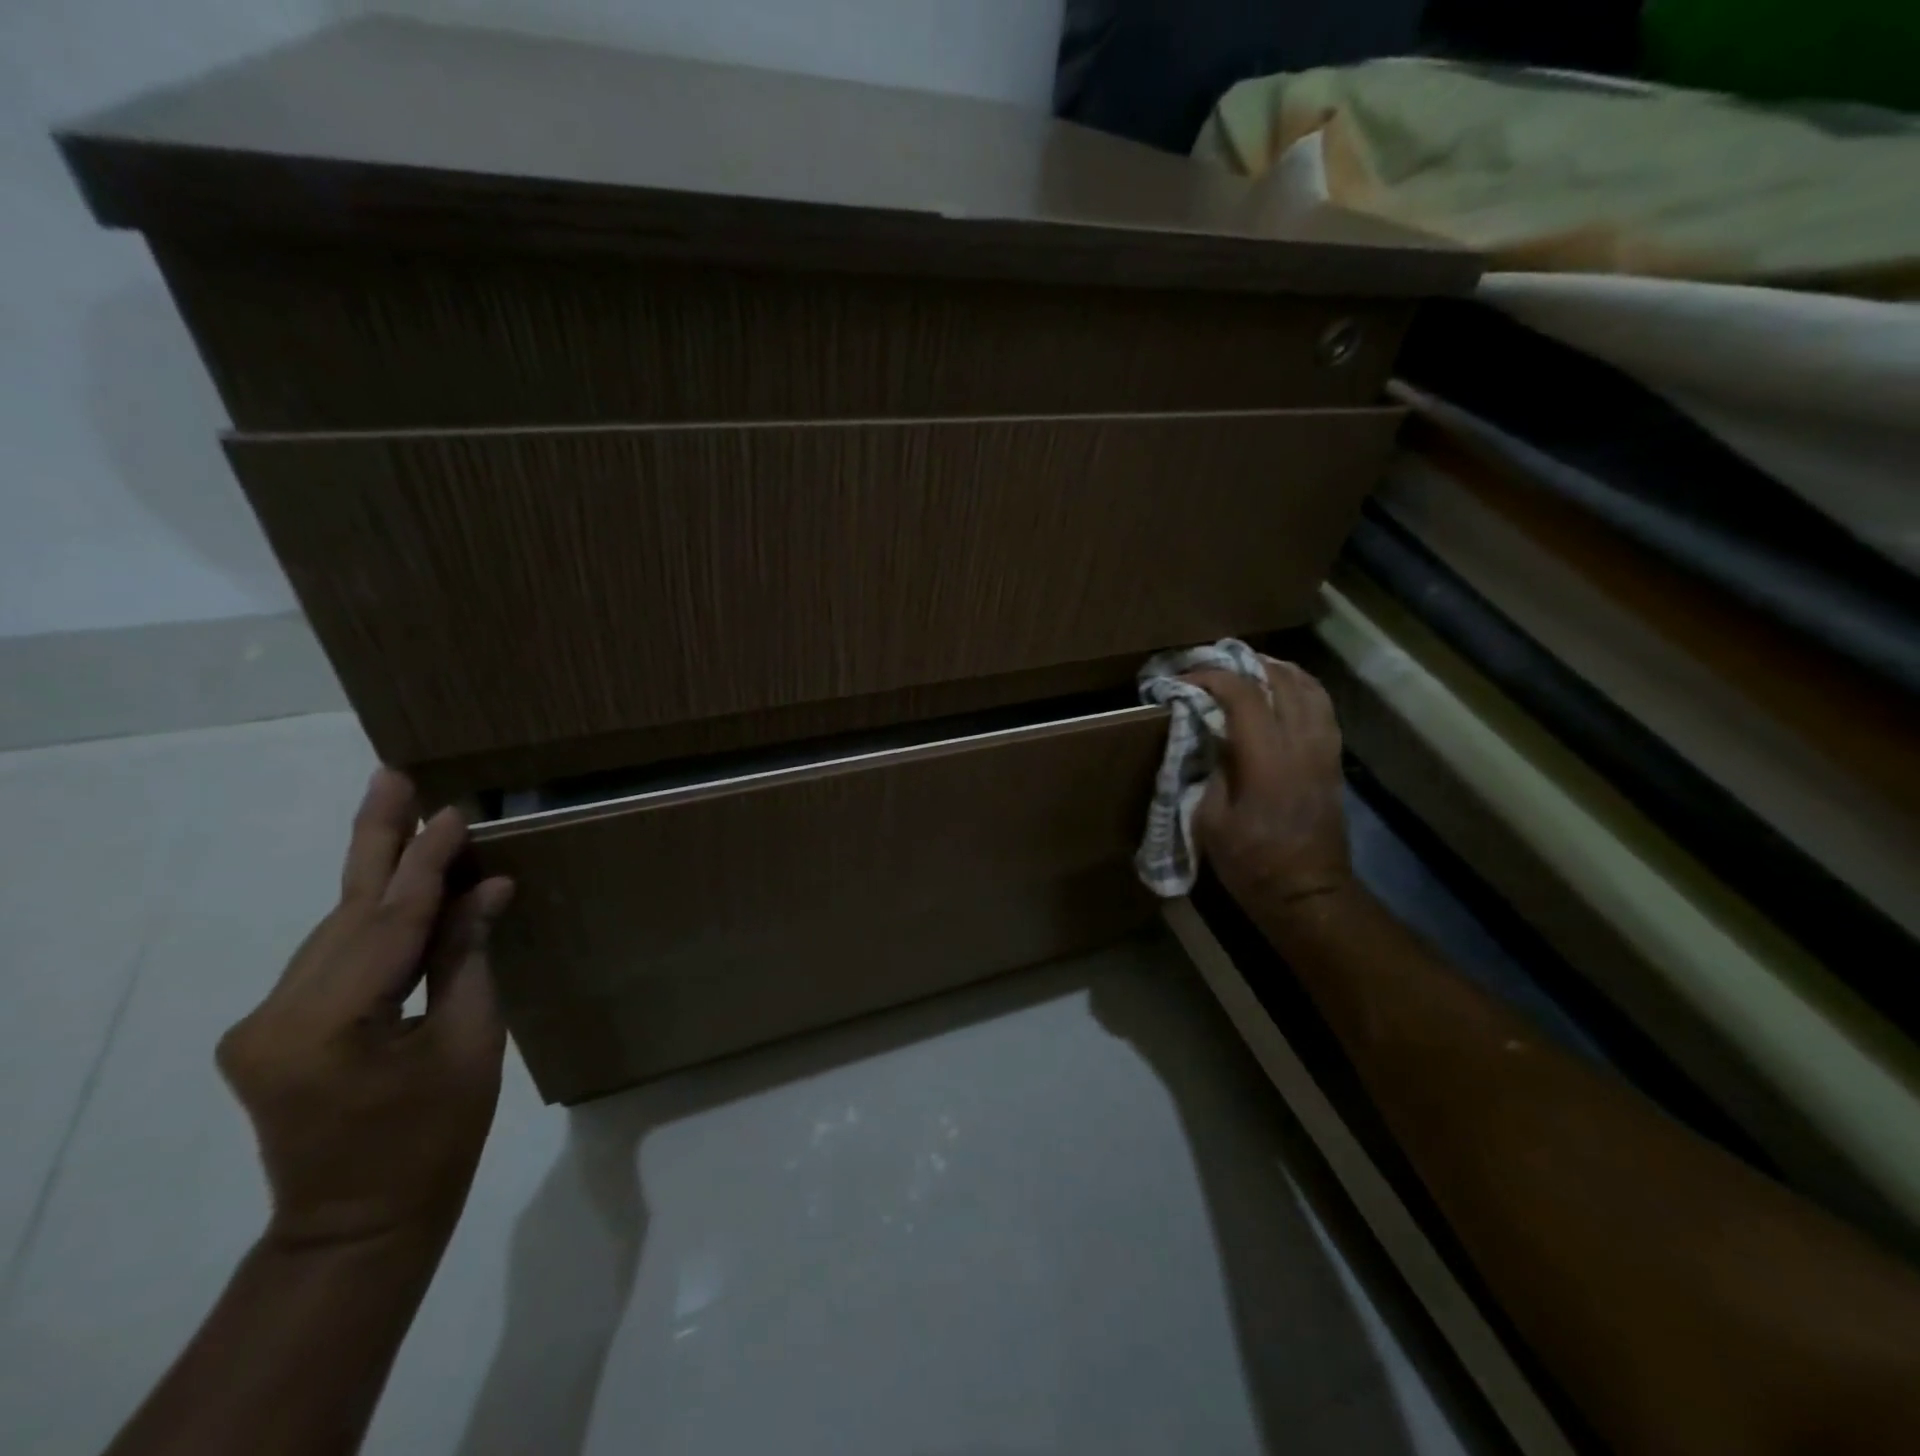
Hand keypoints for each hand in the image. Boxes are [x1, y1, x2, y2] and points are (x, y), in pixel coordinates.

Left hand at [216, 769, 514, 1249]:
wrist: (358, 1224)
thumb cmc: (434, 1138)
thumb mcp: (469, 1042)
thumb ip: (466, 957)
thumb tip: (487, 888)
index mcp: (325, 1025)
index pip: (390, 921)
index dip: (428, 863)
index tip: (455, 810)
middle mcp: (273, 1015)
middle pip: (346, 912)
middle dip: (376, 841)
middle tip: (392, 776)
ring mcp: (262, 1023)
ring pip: (337, 931)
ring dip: (380, 879)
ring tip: (410, 821)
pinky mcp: (271, 1030)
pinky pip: (333, 958)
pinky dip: (374, 921)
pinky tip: (402, 889)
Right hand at [1188, 658, 1353, 919]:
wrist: (1307, 893)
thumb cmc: (1251, 863)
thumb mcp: (1210, 819)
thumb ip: (1208, 769)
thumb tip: (1203, 735)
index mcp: (1267, 759)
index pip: (1243, 695)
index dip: (1211, 677)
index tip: (1183, 679)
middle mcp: (1302, 744)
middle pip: (1281, 680)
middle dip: (1244, 666)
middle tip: (1212, 667)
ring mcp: (1324, 750)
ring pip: (1309, 688)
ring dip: (1276, 671)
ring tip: (1248, 670)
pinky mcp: (1333, 760)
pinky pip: (1322, 708)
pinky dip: (1300, 689)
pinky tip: (1281, 692)